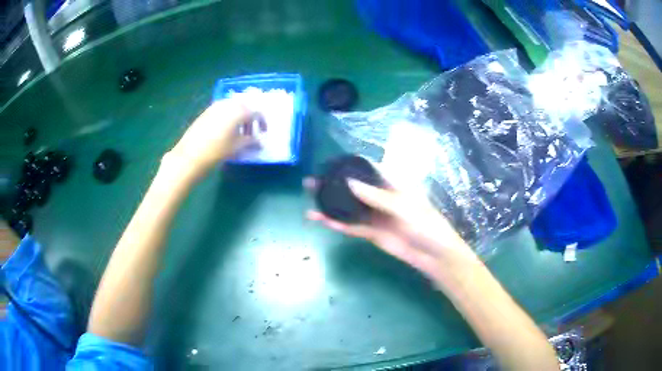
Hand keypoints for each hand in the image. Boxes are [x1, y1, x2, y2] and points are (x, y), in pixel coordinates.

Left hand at [165, 99, 256, 178]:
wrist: (189, 156)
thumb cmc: (216, 151)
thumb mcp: (237, 147)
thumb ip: (251, 141)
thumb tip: (258, 141)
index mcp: (238, 110)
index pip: (256, 112)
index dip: (262, 122)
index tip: (263, 133)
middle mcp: (227, 104)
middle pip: (244, 107)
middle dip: (249, 119)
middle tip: (250, 133)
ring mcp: (215, 107)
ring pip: (232, 108)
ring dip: (238, 118)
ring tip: (237, 134)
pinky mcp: (205, 112)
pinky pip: (222, 111)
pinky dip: (227, 118)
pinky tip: (224, 132)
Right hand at [306, 176, 478, 284]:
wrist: (433, 254)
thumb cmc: (425, 223)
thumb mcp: (403, 206)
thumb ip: (376, 196)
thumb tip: (350, 182)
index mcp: (393, 185)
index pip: (368, 170)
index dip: (349, 166)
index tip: (329, 164)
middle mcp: (381, 198)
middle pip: (354, 189)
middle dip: (334, 186)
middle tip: (311, 182)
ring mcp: (375, 217)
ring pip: (349, 208)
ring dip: (331, 205)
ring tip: (309, 201)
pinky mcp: (372, 234)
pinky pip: (352, 227)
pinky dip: (338, 224)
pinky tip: (322, 220)